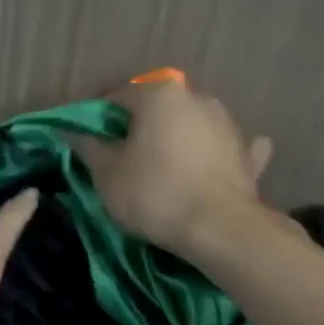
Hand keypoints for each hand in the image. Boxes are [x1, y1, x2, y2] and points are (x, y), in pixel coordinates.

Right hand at [75, 80, 273, 259]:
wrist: (219, 229)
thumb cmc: (154, 193)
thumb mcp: (106, 174)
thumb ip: (89, 147)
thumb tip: (75, 133)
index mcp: (159, 95)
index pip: (118, 96)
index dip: (99, 117)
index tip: (90, 141)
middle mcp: (197, 98)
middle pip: (158, 108)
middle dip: (141, 126)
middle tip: (124, 155)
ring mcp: (227, 124)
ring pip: (193, 124)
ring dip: (178, 137)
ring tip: (164, 166)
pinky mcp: (248, 154)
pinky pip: (226, 147)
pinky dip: (216, 153)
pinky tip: (210, 165)